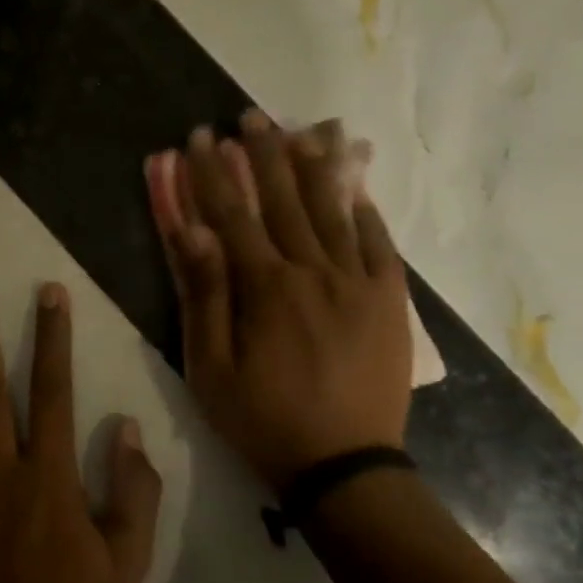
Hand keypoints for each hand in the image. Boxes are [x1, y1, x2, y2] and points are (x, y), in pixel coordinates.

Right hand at [145, 111, 412, 494]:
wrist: (344, 466)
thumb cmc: (262, 418)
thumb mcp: (211, 365)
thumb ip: (204, 294)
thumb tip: (192, 229)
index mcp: (265, 286)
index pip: (231, 213)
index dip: (210, 172)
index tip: (197, 137)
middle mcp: (313, 271)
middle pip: (283, 199)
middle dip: (261, 154)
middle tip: (249, 116)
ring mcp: (358, 283)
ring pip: (333, 210)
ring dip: (313, 166)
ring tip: (301, 129)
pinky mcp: (390, 301)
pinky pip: (379, 244)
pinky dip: (365, 210)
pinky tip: (355, 182)